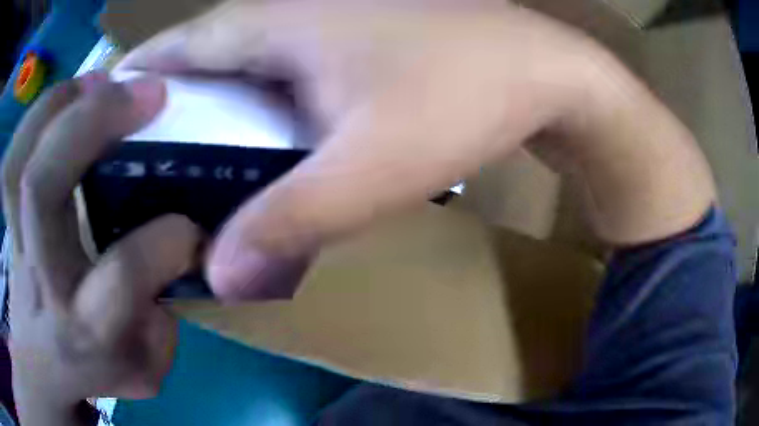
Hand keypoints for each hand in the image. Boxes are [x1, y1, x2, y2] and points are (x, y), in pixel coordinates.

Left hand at [2, 72, 202, 424]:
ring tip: (98, 78)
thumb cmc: (95, 369)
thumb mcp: (145, 370)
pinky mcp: (10, 223)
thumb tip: (174, 259)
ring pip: (18, 162)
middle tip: (143, 93)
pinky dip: (34, 118)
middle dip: (90, 124)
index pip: (123, 275)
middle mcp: (42, 281)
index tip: (195, 222)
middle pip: (42, 189)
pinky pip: (11, 161)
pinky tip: (65, 97)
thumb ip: (163, 324)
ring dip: (57, 105)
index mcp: (87, 328)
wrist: (42, 364)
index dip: (166, 239)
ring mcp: (17, 245)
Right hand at [122, 1, 602, 299]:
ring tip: (185, 167)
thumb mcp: (372, 166)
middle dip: (170, 108)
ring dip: (216, 113)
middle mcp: (294, 12)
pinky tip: (263, 145)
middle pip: (206, 58)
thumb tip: (221, 276)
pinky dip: (263, 107)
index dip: (138, 77)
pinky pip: (287, 72)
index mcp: (278, 23)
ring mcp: (330, 22)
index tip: (105, 116)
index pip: (179, 47)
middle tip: (140, 161)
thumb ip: (288, 222)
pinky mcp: (360, 41)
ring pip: (247, 66)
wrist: (541, 71)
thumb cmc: (466, 96)